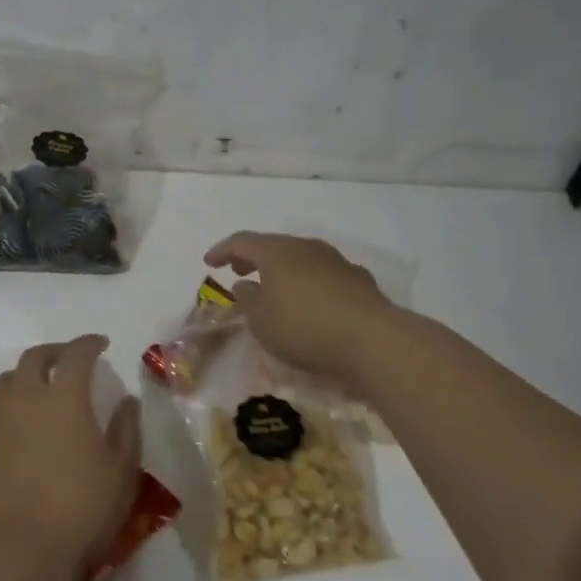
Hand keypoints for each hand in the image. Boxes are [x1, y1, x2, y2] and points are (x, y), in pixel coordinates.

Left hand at [0, 335, 140, 580]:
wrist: (17, 550)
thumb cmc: (80, 509)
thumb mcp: (121, 472)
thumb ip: (126, 430)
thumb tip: (126, 401)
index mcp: (65, 398)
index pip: (76, 354)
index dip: (89, 344)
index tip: (100, 345)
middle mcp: (24, 399)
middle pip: (34, 358)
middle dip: (53, 353)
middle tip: (67, 361)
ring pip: (3, 382)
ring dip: (22, 379)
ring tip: (34, 393)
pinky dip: (0, 414)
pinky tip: (8, 432)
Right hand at [203, 232, 396, 393]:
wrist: (371, 339)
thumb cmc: (303, 327)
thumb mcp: (262, 320)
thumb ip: (248, 299)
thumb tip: (245, 284)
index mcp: (277, 251)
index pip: (242, 241)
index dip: (223, 250)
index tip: (209, 262)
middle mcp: (306, 248)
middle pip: (273, 246)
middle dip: (253, 257)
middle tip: (238, 270)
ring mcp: (336, 262)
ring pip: (300, 259)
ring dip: (282, 270)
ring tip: (272, 288)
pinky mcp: (357, 281)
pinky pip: (322, 275)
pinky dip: (307, 283)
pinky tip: (308, 301)